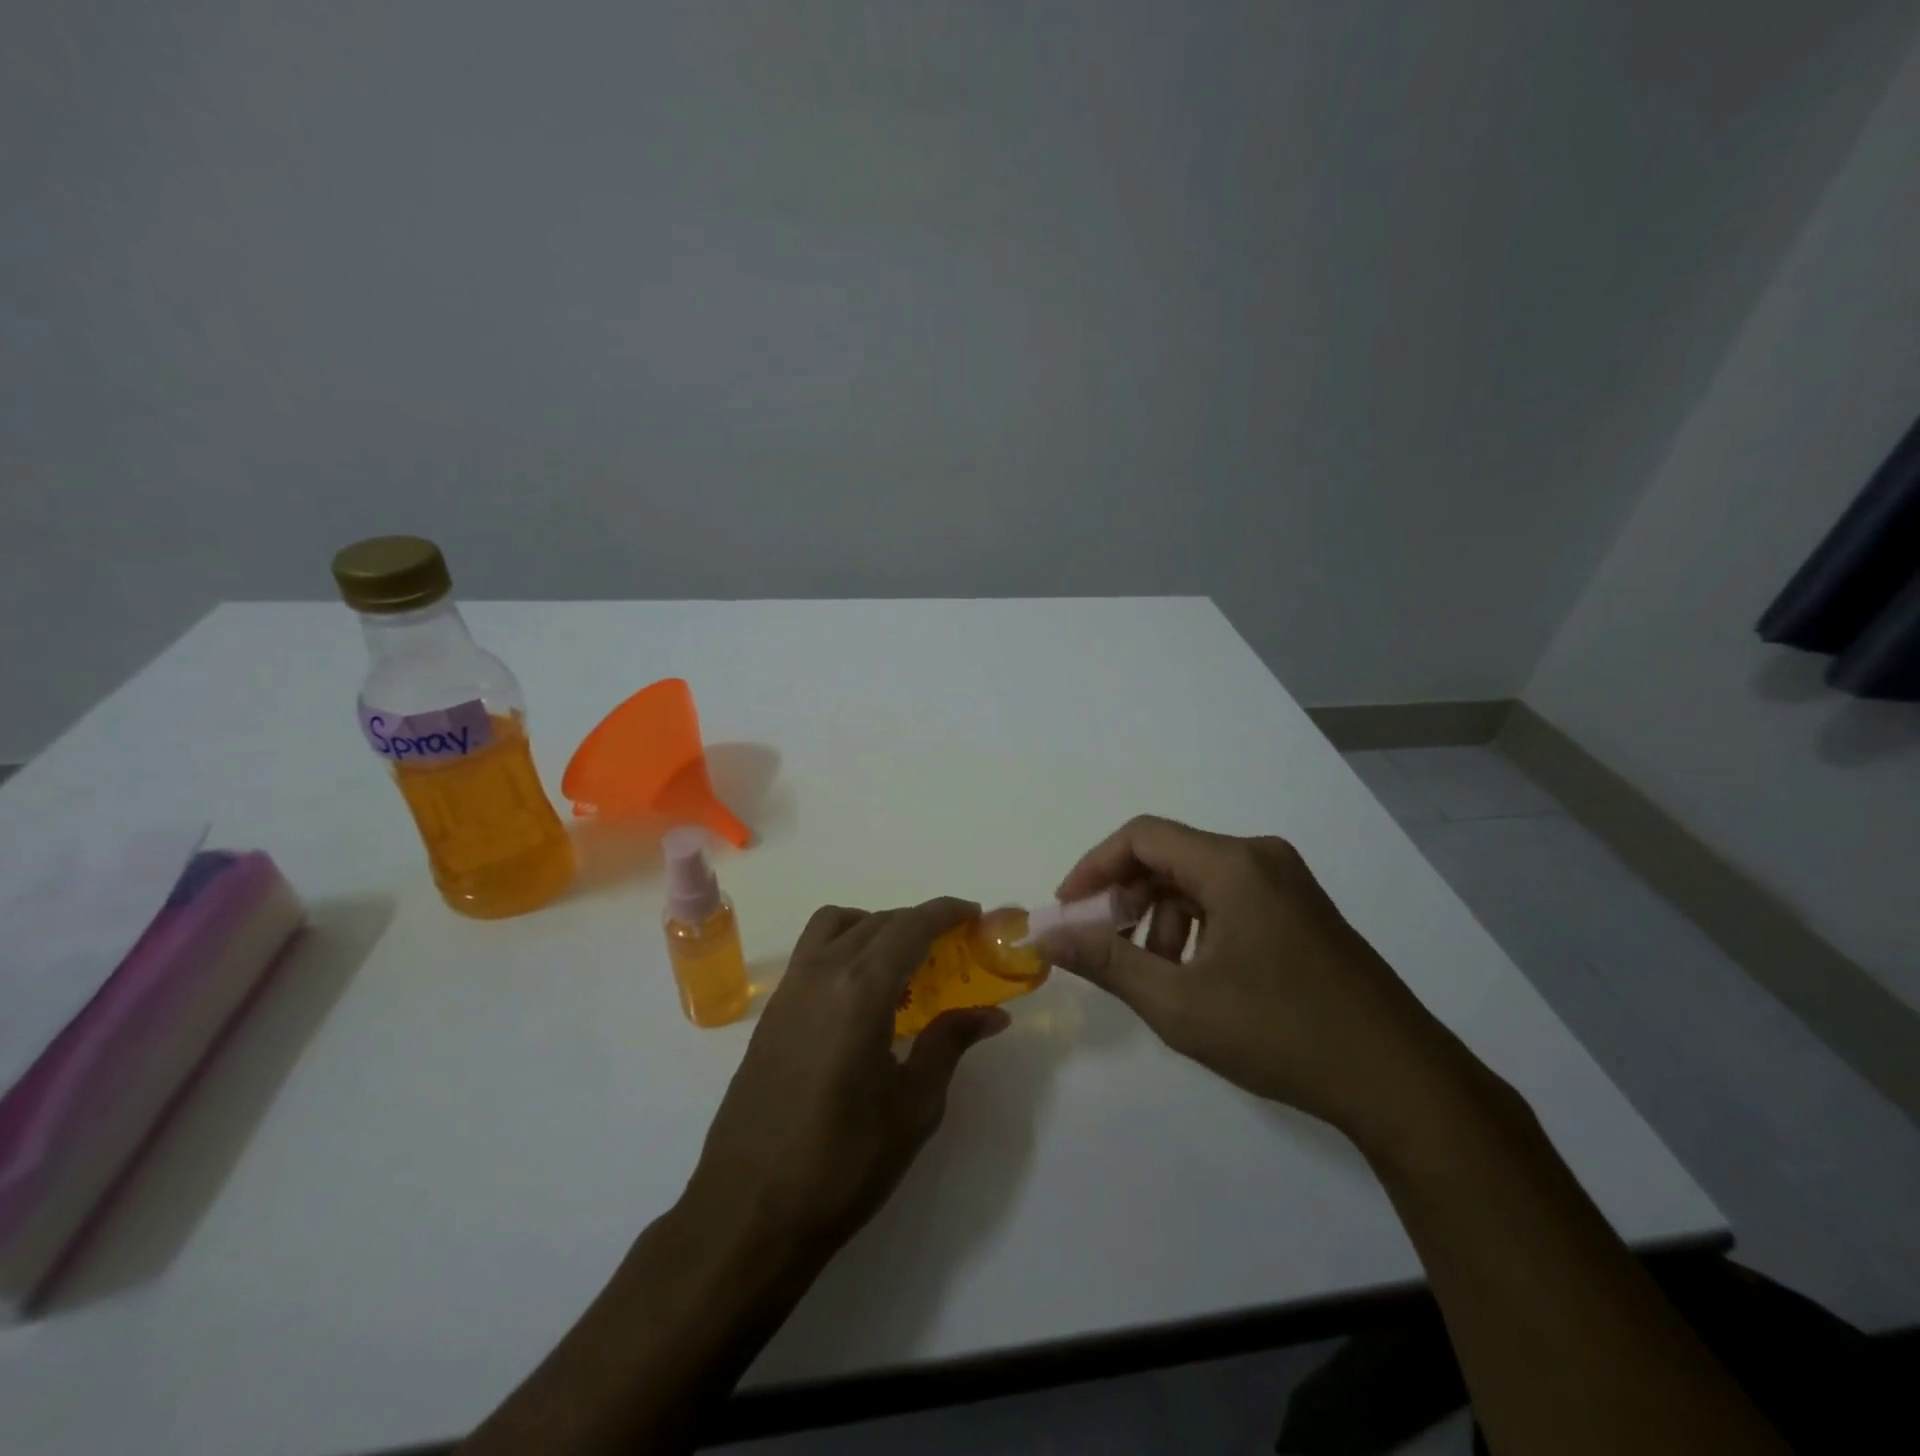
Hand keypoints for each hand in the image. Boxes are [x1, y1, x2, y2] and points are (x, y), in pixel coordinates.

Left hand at [683, 898, 1010, 1260]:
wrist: (749, 1213)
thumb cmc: (843, 1162)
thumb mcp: (914, 1106)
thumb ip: (950, 1044)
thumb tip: (992, 1013)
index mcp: (860, 990)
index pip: (909, 926)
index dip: (945, 912)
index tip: (974, 914)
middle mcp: (821, 973)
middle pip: (876, 921)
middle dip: (917, 922)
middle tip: (951, 946)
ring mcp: (789, 990)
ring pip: (835, 926)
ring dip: (874, 926)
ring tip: (903, 962)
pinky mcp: (771, 1013)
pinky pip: (813, 953)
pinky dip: (845, 947)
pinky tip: (863, 995)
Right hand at [1034, 815, 1459, 1138]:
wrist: (1400, 1081)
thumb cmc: (1281, 1033)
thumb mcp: (1178, 1003)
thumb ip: (1107, 960)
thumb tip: (1046, 935)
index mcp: (1233, 864)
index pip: (1141, 836)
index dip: (1094, 867)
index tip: (1068, 910)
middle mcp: (1261, 857)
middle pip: (1170, 855)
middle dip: (1126, 896)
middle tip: (1103, 943)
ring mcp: (1287, 882)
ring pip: (1198, 879)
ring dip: (1161, 916)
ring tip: (1157, 973)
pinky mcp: (1302, 910)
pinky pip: (1229, 897)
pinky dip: (1196, 925)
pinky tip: (1197, 975)